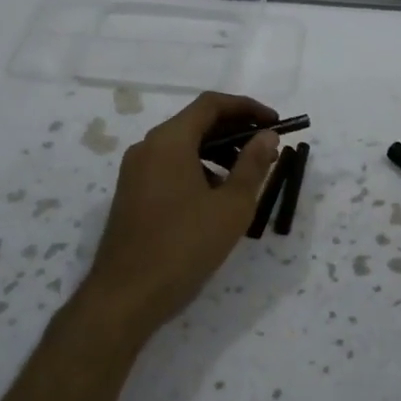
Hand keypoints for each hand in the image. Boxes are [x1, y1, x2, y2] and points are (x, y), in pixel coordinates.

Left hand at [80, 92, 281, 342]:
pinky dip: (198, 169)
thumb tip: (267, 135)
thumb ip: (253, 165)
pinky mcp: (132, 194)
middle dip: (235, 130)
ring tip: (247, 175)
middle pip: (196, 122)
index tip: (276, 122)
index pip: (211, 104)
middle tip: (267, 148)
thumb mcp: (231, 206)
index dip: (247, 108)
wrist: (125, 296)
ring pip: (183, 146)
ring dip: (218, 151)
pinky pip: (170, 166)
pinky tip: (216, 197)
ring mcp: (135, 171)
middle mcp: (147, 147)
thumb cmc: (184, 246)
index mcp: (169, 141)